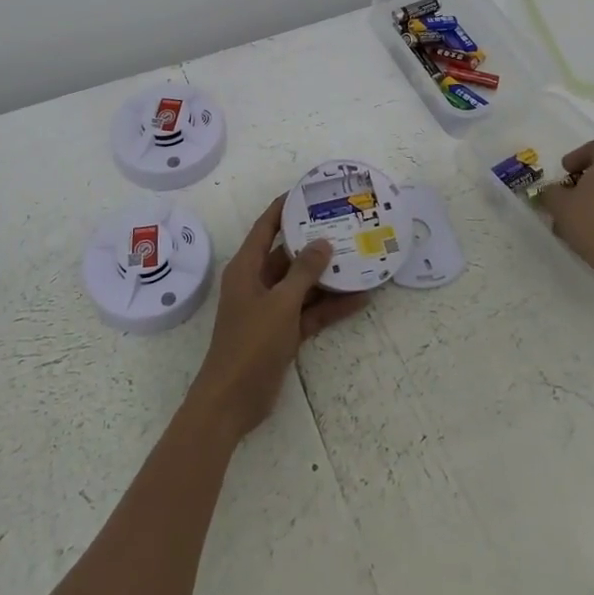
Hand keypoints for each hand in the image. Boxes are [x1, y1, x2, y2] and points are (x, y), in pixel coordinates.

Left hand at [188, 194, 369, 439]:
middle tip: (346, 225)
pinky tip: (360, 299)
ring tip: (361, 259)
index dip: (284, 208)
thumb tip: (322, 242)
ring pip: (303, 284)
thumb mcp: (280, 304)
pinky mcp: (282, 333)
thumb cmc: (250, 344)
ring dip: (328, 277)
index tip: (308, 192)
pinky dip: (330, 307)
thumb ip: (303, 273)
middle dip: (315, 242)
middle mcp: (258, 283)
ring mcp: (271, 309)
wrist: (232, 402)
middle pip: (288, 254)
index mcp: (247, 268)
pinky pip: (310, 312)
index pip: (266, 227)